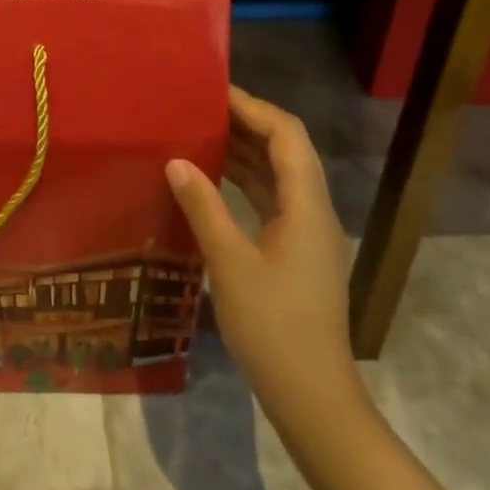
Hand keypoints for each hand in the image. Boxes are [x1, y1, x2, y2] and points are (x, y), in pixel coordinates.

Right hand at [166, 86, 359, 412]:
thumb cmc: (273, 327)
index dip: (253, 108)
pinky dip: (244, 181)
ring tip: (200, 133)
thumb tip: (176, 161)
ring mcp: (306, 232)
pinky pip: (271, 199)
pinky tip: (211, 179)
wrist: (311, 396)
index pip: (287, 136)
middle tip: (200, 109)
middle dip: (246, 124)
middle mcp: (313, 210)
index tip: (213, 93)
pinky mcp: (295, 251)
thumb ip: (203, 207)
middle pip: (286, 149)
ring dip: (244, 151)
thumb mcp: (230, 263)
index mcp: (307, 206)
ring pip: (278, 174)